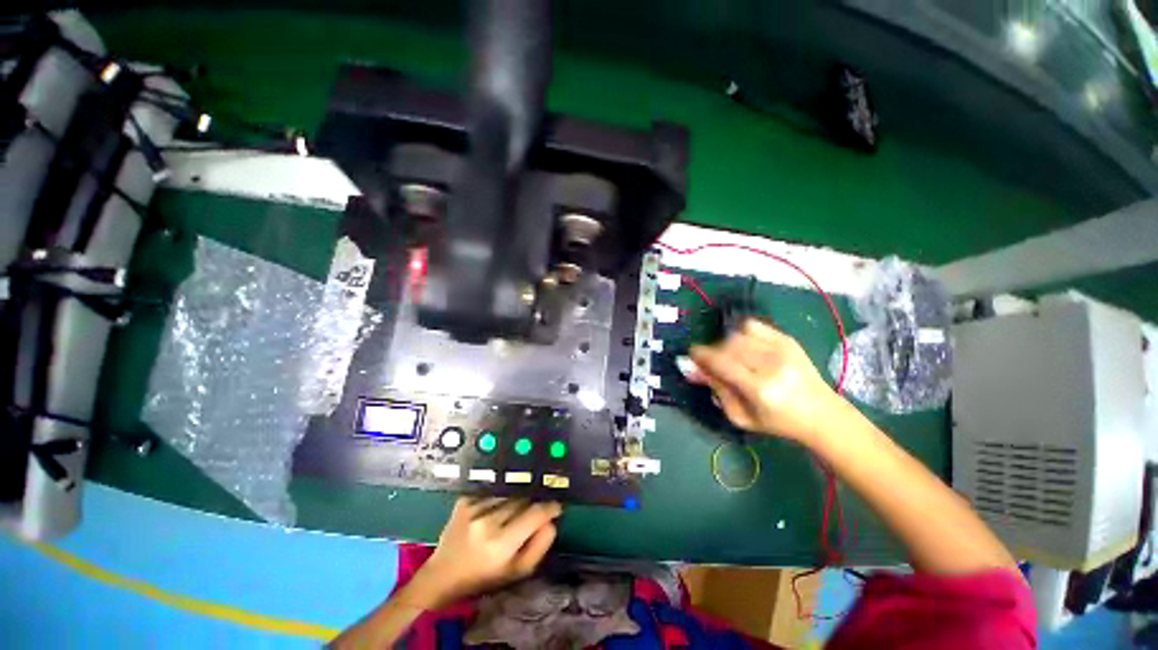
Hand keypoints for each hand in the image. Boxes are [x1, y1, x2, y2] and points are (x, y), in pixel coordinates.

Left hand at [406, 497, 561, 608]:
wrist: (441, 575)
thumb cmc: (483, 577)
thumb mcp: (515, 572)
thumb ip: (538, 547)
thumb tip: (551, 521)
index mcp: (501, 543)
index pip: (535, 514)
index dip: (550, 507)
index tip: (557, 507)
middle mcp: (488, 521)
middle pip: (523, 500)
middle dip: (532, 505)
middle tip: (532, 514)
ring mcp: (474, 507)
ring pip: (509, 494)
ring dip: (515, 501)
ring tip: (510, 516)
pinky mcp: (465, 500)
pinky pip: (493, 492)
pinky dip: (499, 499)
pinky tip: (493, 513)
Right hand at [685, 319, 838, 441]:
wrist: (821, 413)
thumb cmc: (777, 421)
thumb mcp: (740, 416)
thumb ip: (715, 389)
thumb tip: (691, 368)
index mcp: (759, 388)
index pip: (720, 362)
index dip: (701, 355)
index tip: (691, 355)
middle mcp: (771, 364)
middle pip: (727, 345)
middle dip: (712, 351)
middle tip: (712, 362)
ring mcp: (782, 349)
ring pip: (737, 334)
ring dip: (725, 343)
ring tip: (730, 356)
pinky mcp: (788, 340)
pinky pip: (753, 326)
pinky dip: (741, 332)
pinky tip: (743, 345)